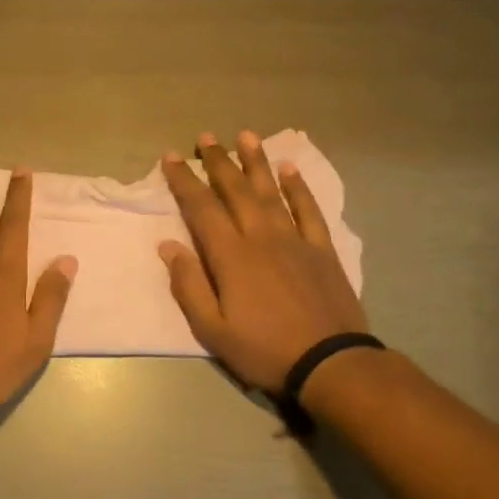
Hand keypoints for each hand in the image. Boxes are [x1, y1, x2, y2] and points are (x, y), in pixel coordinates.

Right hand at [158, 131, 370, 395]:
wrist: (330, 362)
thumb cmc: (263, 350)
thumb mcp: (212, 329)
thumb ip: (189, 285)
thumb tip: (168, 247)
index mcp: (231, 256)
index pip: (201, 209)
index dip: (184, 181)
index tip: (171, 158)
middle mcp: (261, 238)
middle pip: (236, 191)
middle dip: (218, 162)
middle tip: (205, 137)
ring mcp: (295, 241)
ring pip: (271, 192)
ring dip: (256, 163)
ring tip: (245, 136)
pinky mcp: (322, 250)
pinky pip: (309, 210)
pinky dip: (298, 188)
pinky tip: (290, 169)